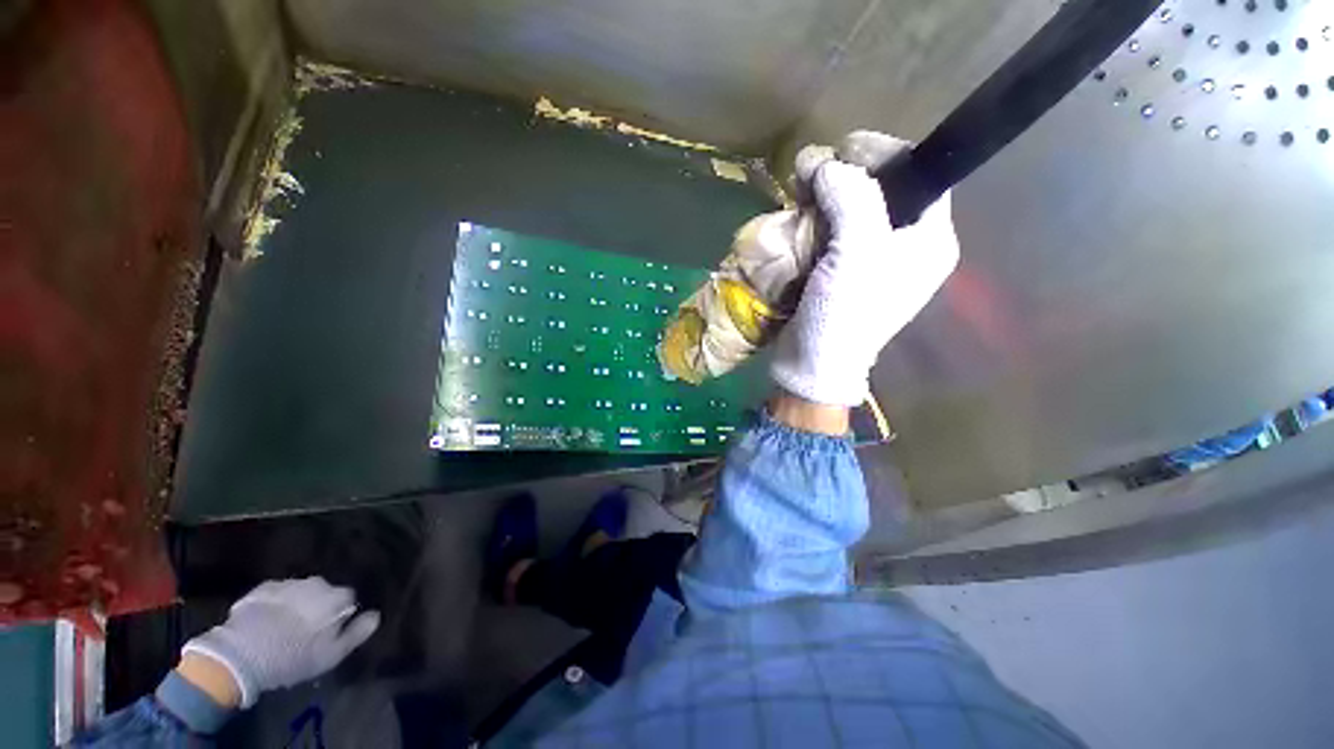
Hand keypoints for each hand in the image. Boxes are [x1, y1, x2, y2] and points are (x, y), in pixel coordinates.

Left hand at [181, 577, 379, 707]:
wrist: (242, 653)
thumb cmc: (294, 656)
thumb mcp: (333, 653)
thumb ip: (358, 631)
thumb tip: (376, 614)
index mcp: (337, 596)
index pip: (348, 598)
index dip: (341, 614)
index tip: (330, 631)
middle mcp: (317, 582)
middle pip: (323, 592)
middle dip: (318, 606)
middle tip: (306, 630)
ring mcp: (287, 583)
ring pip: (299, 592)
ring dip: (296, 604)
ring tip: (284, 626)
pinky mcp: (261, 589)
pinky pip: (275, 594)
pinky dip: (275, 604)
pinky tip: (267, 621)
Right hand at [770, 134, 958, 406]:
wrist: (813, 364)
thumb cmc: (845, 315)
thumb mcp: (858, 255)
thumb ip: (855, 199)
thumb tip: (831, 164)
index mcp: (928, 240)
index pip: (922, 175)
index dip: (885, 154)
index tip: (846, 149)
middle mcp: (905, 246)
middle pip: (883, 190)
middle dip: (847, 174)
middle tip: (813, 170)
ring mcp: (870, 260)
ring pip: (852, 209)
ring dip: (824, 195)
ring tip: (798, 187)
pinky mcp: (840, 272)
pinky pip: (832, 232)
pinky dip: (814, 219)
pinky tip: (796, 214)